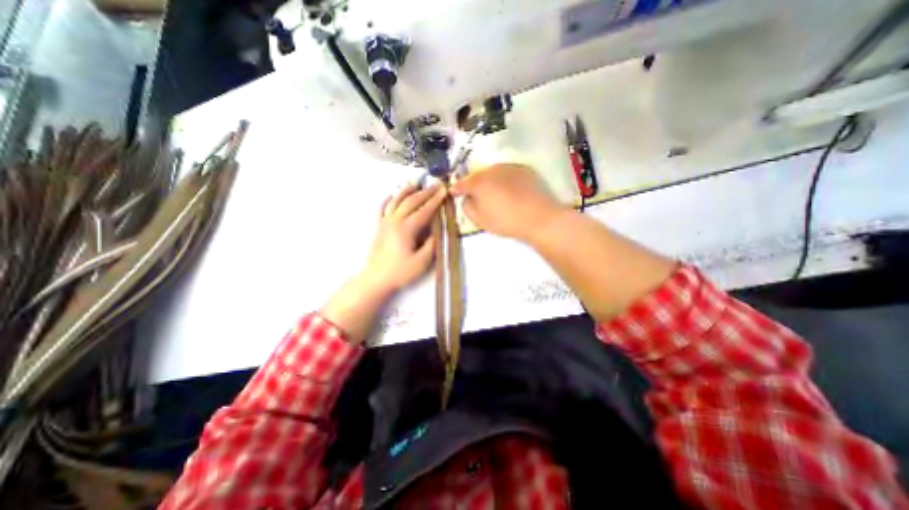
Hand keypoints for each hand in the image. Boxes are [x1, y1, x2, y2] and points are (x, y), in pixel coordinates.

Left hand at [363, 184, 445, 294]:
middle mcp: (395, 221)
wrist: (376, 279)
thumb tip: (436, 232)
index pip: (424, 210)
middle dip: (425, 192)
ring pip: (396, 201)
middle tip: (436, 184)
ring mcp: (384, 223)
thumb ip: (431, 245)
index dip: (435, 200)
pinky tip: (391, 195)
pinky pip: (382, 209)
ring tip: (415, 183)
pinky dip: (388, 200)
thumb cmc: (400, 272)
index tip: (444, 190)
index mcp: (406, 229)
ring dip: (407, 191)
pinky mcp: (379, 227)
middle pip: (411, 202)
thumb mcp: (421, 262)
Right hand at [451, 164, 566, 240]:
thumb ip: (468, 207)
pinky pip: (507, 173)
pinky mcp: (523, 169)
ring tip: (494, 192)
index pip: (462, 183)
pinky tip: (509, 190)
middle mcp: (491, 170)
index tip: (454, 192)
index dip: (456, 188)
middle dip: (474, 184)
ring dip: (490, 180)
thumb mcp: (480, 220)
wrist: (538, 216)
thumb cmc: (505, 221)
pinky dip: (504, 179)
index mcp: (478, 182)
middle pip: (477, 175)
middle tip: (476, 195)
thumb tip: (467, 198)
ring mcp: (508, 167)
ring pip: (493, 172)